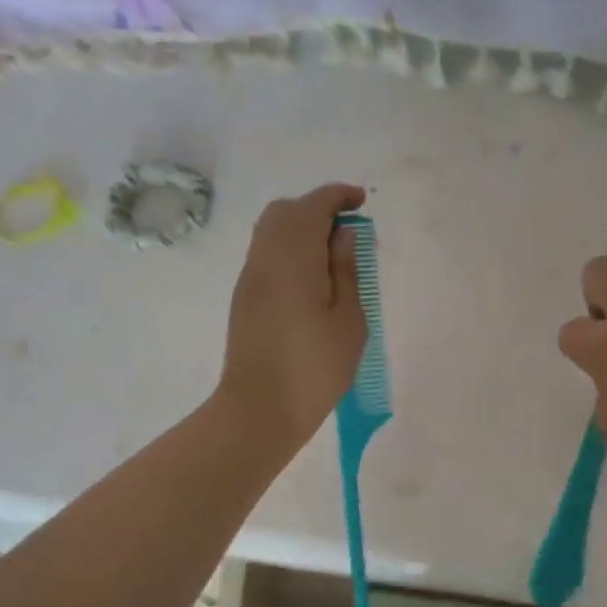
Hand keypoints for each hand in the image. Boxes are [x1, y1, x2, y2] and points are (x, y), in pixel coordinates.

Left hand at [217, 183, 368, 450]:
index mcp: (293, 258)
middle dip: (317, 208)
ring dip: (301, 228)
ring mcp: (250, 277)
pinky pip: (266, 253)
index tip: (362, 202)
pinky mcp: (244, 296)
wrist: (259, 410)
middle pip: (285, 211)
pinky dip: (289, 248)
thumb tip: (342, 234)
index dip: (338, 196)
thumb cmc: (314, 369)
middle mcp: (265, 258)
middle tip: (348, 231)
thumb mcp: (348, 321)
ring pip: (271, 230)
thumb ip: (346, 270)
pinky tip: (312, 276)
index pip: (312, 206)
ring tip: (333, 254)